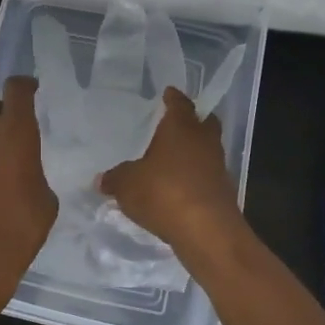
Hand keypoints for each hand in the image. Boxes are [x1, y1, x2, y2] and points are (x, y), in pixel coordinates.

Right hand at [97, 87, 242, 253]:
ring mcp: (217, 166)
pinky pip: (206, 175)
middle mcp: (203, 141)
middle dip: (191, 121)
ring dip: (193, 152)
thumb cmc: (164, 192)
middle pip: (203, 123)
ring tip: (172, 160)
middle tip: (174, 124)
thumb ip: (115, 178)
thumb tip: (102, 179)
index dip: (173, 98)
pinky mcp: (222, 191)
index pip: (179, 103)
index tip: (168, 93)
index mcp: (181, 127)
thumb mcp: (127, 184)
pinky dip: (195, 177)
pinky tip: (178, 187)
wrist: (206, 230)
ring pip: (206, 150)